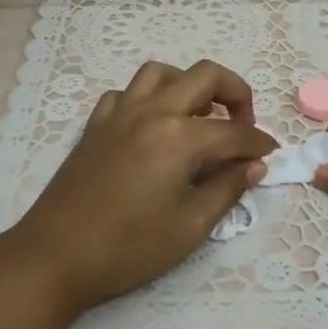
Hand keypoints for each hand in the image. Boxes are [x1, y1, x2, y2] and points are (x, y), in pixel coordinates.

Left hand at [6, 60, 276, 318]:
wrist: (56, 255)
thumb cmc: (128, 248)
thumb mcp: (189, 227)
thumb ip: (227, 189)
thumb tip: (254, 166)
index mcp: (179, 136)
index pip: (233, 131)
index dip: (258, 142)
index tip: (272, 154)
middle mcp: (152, 111)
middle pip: (204, 76)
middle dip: (235, 92)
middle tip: (242, 124)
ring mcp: (120, 113)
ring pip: (161, 73)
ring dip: (188, 85)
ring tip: (199, 116)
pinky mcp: (96, 124)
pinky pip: (126, 93)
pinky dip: (147, 99)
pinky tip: (152, 126)